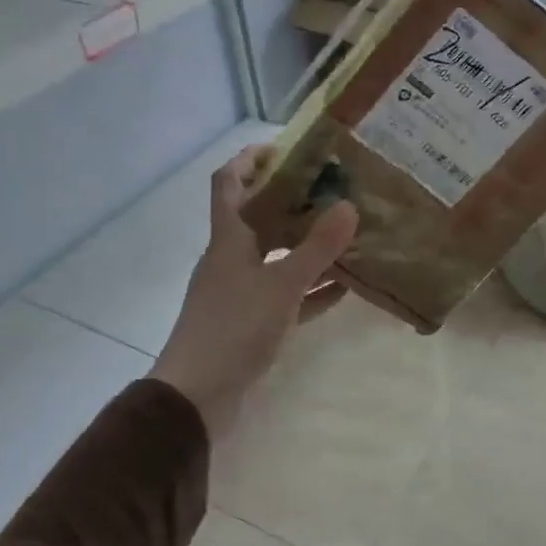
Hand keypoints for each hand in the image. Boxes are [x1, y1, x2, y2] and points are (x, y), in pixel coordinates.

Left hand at [151, 145, 358, 431]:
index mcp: (229, 238)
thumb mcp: (282, 284)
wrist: (196, 397)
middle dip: (294, 201)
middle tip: (335, 190)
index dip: (250, 159)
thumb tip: (349, 206)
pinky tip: (343, 288)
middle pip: (260, 217)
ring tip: (348, 234)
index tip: (287, 148)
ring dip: (308, 246)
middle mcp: (231, 258)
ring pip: (277, 257)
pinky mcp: (250, 322)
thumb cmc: (234, 328)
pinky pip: (286, 295)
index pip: (229, 182)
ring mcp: (240, 291)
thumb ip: (317, 248)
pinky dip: (311, 289)